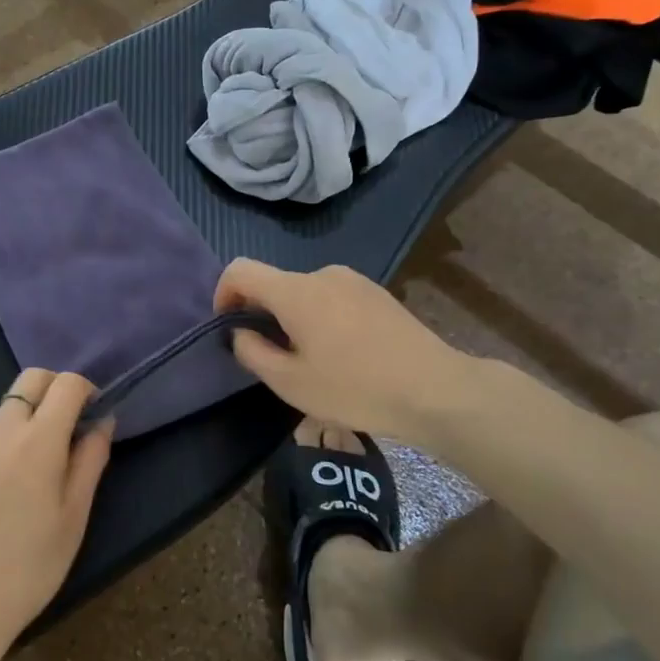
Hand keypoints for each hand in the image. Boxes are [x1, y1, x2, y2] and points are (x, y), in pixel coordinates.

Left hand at [0, 370, 113, 660]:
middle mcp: (0, 433)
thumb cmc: (31, 566)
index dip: (86, 390)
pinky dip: (7, 448)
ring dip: (30, 420)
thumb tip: (102, 422)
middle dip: (55, 389)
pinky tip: (8, 496)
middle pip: (29, 380)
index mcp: (37, 441)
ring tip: (41, 472)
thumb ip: (90, 460)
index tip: (95, 415)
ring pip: (6, 412)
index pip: (66, 384)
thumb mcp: (74, 516)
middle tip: (71, 427)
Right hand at [214, 259, 479, 440]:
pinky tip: (343, 356)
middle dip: (262, 315)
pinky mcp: (377, 293)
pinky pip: (332, 298)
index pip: (240, 270)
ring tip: (312, 362)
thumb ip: (252, 352)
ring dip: (294, 319)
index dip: (223, 294)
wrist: (436, 390)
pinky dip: (321, 319)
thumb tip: (241, 332)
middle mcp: (322, 274)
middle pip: (274, 284)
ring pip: (304, 293)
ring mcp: (354, 281)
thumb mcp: (290, 382)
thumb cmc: (355, 388)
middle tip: (274, 359)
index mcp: (295, 291)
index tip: (230, 327)